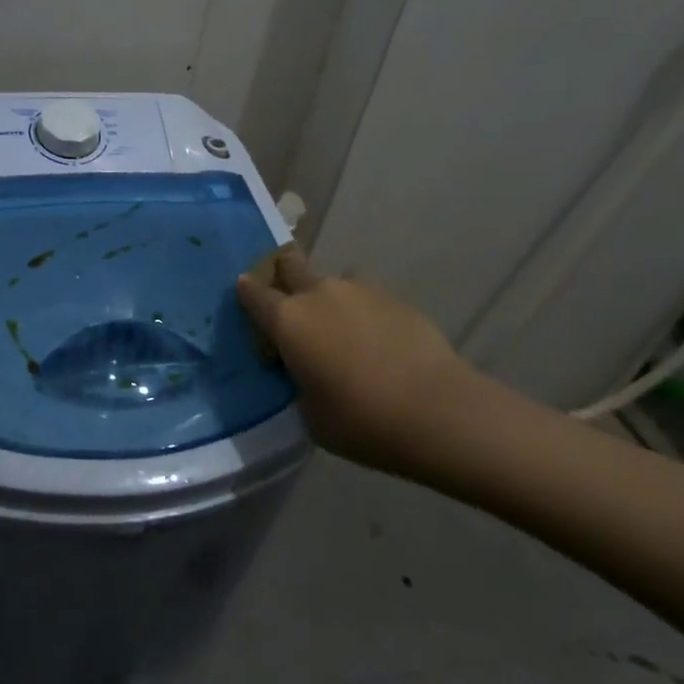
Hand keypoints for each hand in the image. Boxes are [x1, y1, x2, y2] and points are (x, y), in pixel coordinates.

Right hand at [236, 247, 505, 481]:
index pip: (253, 292)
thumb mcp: (309, 413)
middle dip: (284, 273)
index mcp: (288, 320)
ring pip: (333, 282)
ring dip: (330, 299)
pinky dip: (363, 314)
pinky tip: (377, 344)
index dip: (247, 292)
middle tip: (291, 301)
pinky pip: (366, 298)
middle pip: (291, 263)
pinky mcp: (395, 298)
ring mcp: (359, 291)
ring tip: (343, 332)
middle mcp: (318, 294)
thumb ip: (298, 381)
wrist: (437, 411)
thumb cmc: (360, 420)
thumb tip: (304, 369)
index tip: (246, 296)